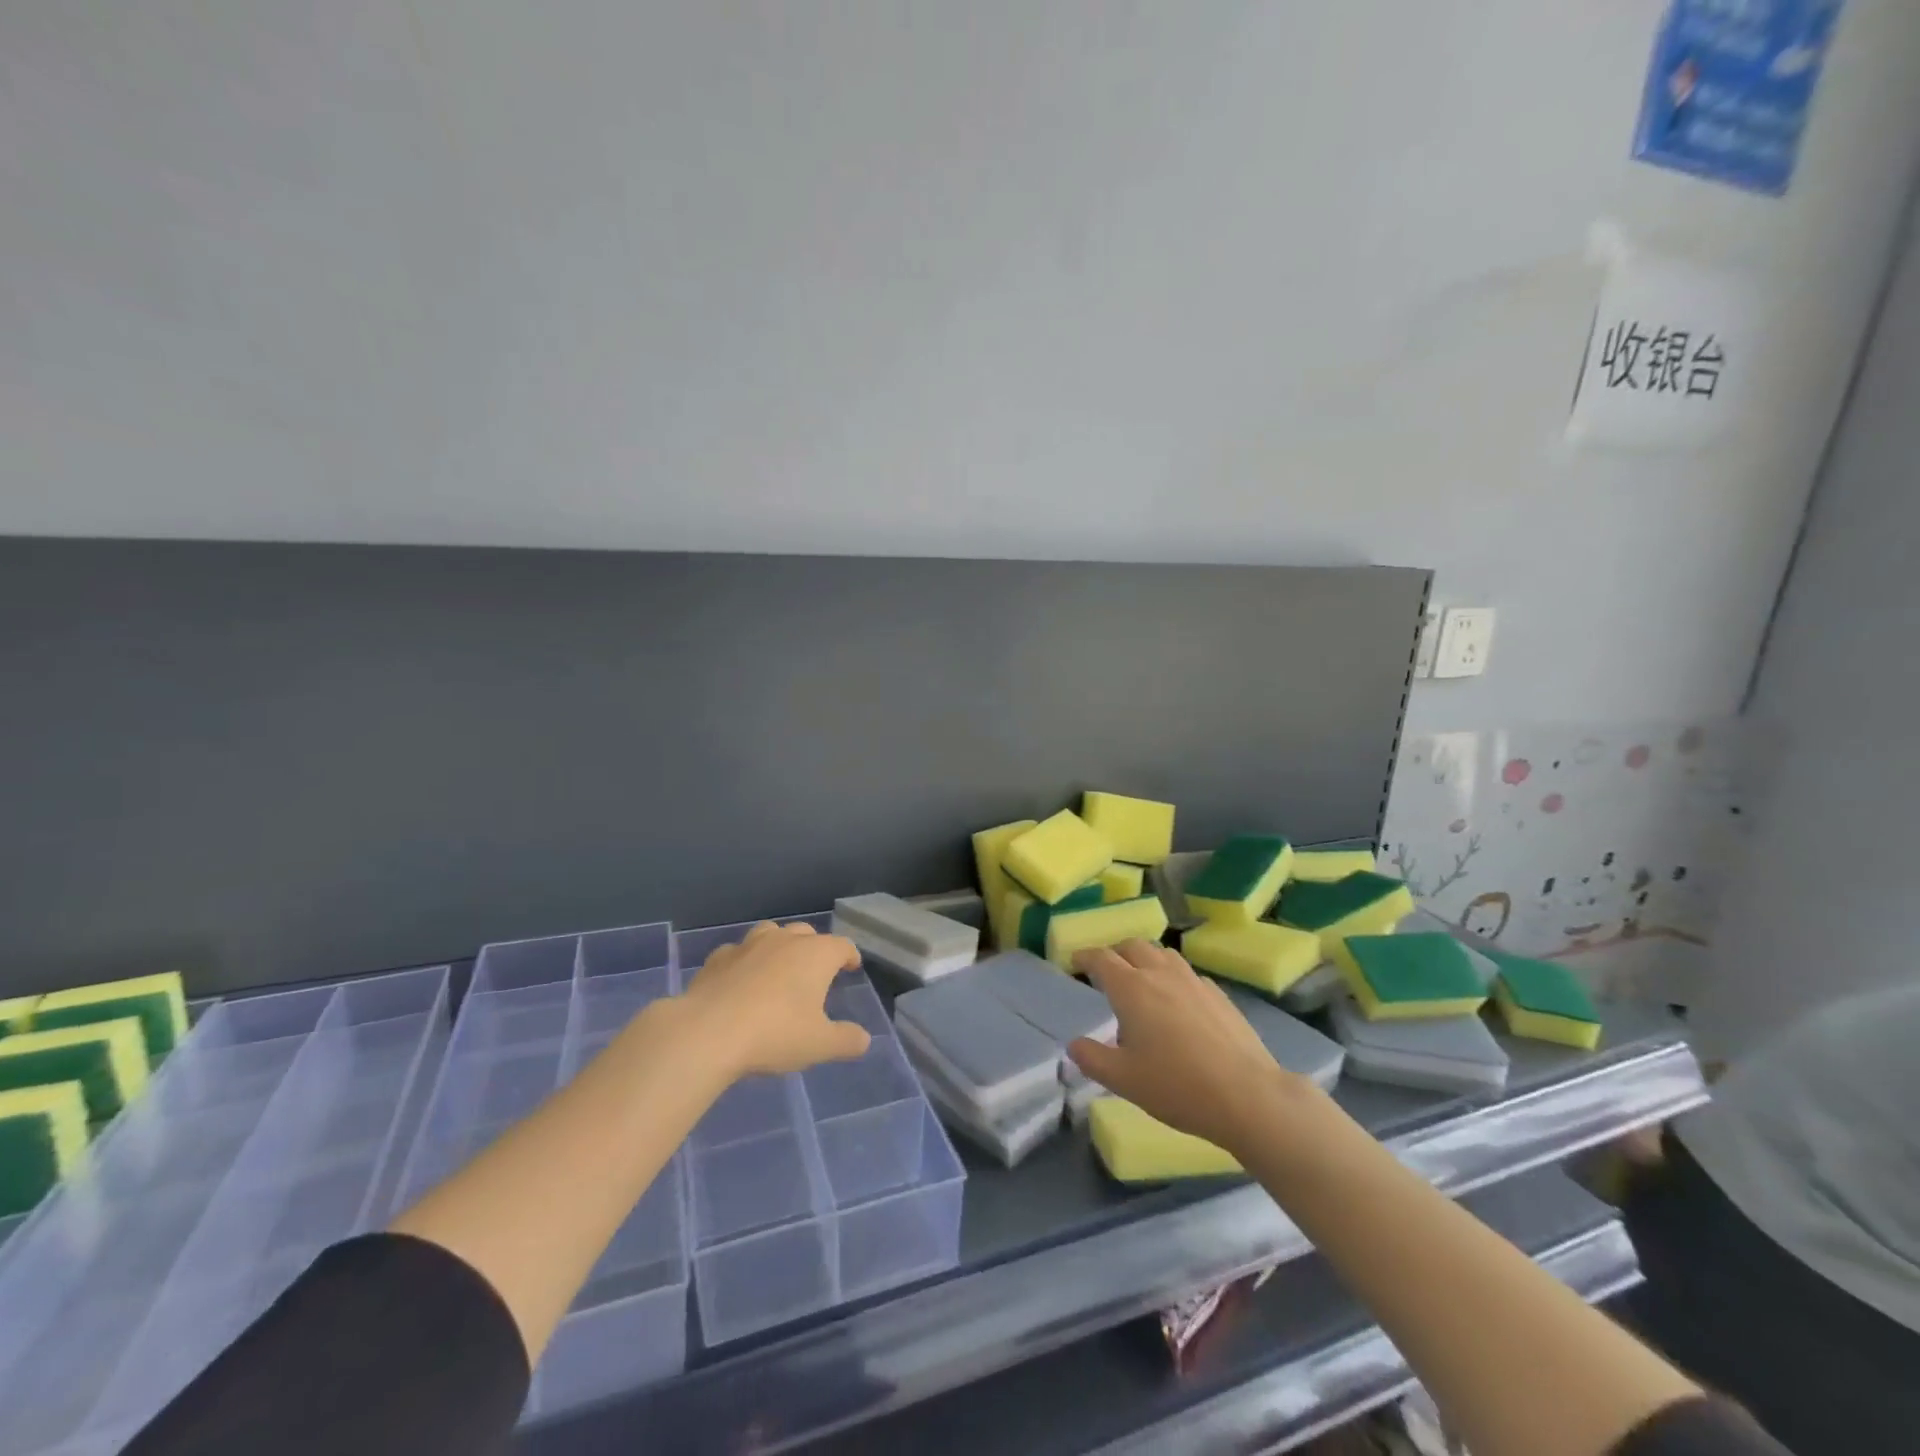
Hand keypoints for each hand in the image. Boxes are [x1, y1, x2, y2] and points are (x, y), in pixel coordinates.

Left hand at [680, 921, 871, 1077]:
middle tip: (816, 972)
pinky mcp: (718, 958)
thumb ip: (846, 1040)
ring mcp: (748, 945)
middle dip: (815, 948)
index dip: (850, 956)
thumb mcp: (820, 1045)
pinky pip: (738, 952)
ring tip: (778, 968)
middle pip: (807, 933)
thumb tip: (863, 1039)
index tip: (852, 967)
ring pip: (771, 933)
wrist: (708, 1032)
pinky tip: (740, 981)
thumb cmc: (774, 1033)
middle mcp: (785, 940)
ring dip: (779, 946)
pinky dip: (744, 962)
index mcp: (816, 954)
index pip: (842, 946)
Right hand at [1067, 939, 1306, 1152]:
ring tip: (1141, 980)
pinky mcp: (1219, 994)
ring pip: (1163, 954)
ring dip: (1145, 958)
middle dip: (1115, 953)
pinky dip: (1172, 976)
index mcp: (1131, 988)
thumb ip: (1092, 1058)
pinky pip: (1187, 973)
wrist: (1247, 1094)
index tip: (1074, 962)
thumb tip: (1074, 1044)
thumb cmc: (1176, 1086)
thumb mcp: (1123, 1080)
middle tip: (1106, 972)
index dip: (1085, 957)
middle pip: (1132, 946)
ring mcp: (1193, 981)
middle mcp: (1160, 974)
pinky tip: (1177, 1001)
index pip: (1101, 959)